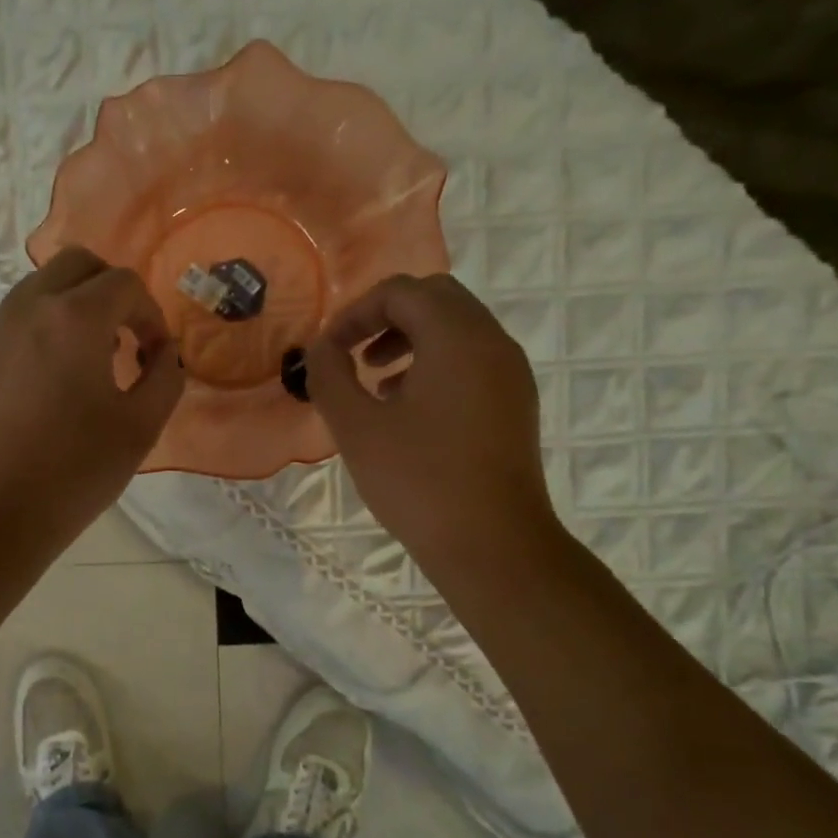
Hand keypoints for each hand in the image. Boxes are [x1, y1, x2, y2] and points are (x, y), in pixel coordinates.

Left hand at [0, 247, 184, 553]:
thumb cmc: (73, 472)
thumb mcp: (140, 428)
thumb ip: (165, 377)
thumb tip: (163, 352)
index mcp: (74, 318)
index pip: (124, 283)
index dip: (150, 315)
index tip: (152, 356)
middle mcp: (27, 309)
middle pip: (75, 264)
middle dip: (109, 290)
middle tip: (123, 338)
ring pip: (37, 289)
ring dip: (71, 308)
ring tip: (84, 363)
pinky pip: (10, 325)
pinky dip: (38, 334)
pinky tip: (44, 388)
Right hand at [305, 273, 557, 567]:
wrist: (492, 544)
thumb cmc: (418, 481)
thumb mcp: (356, 427)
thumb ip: (330, 376)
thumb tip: (322, 349)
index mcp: (457, 338)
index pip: (401, 292)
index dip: (355, 313)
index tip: (328, 351)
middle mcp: (492, 343)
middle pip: (436, 299)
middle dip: (386, 318)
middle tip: (354, 356)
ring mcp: (511, 374)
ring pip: (458, 329)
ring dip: (412, 340)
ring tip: (377, 383)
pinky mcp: (515, 404)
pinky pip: (473, 360)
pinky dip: (436, 364)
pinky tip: (408, 410)